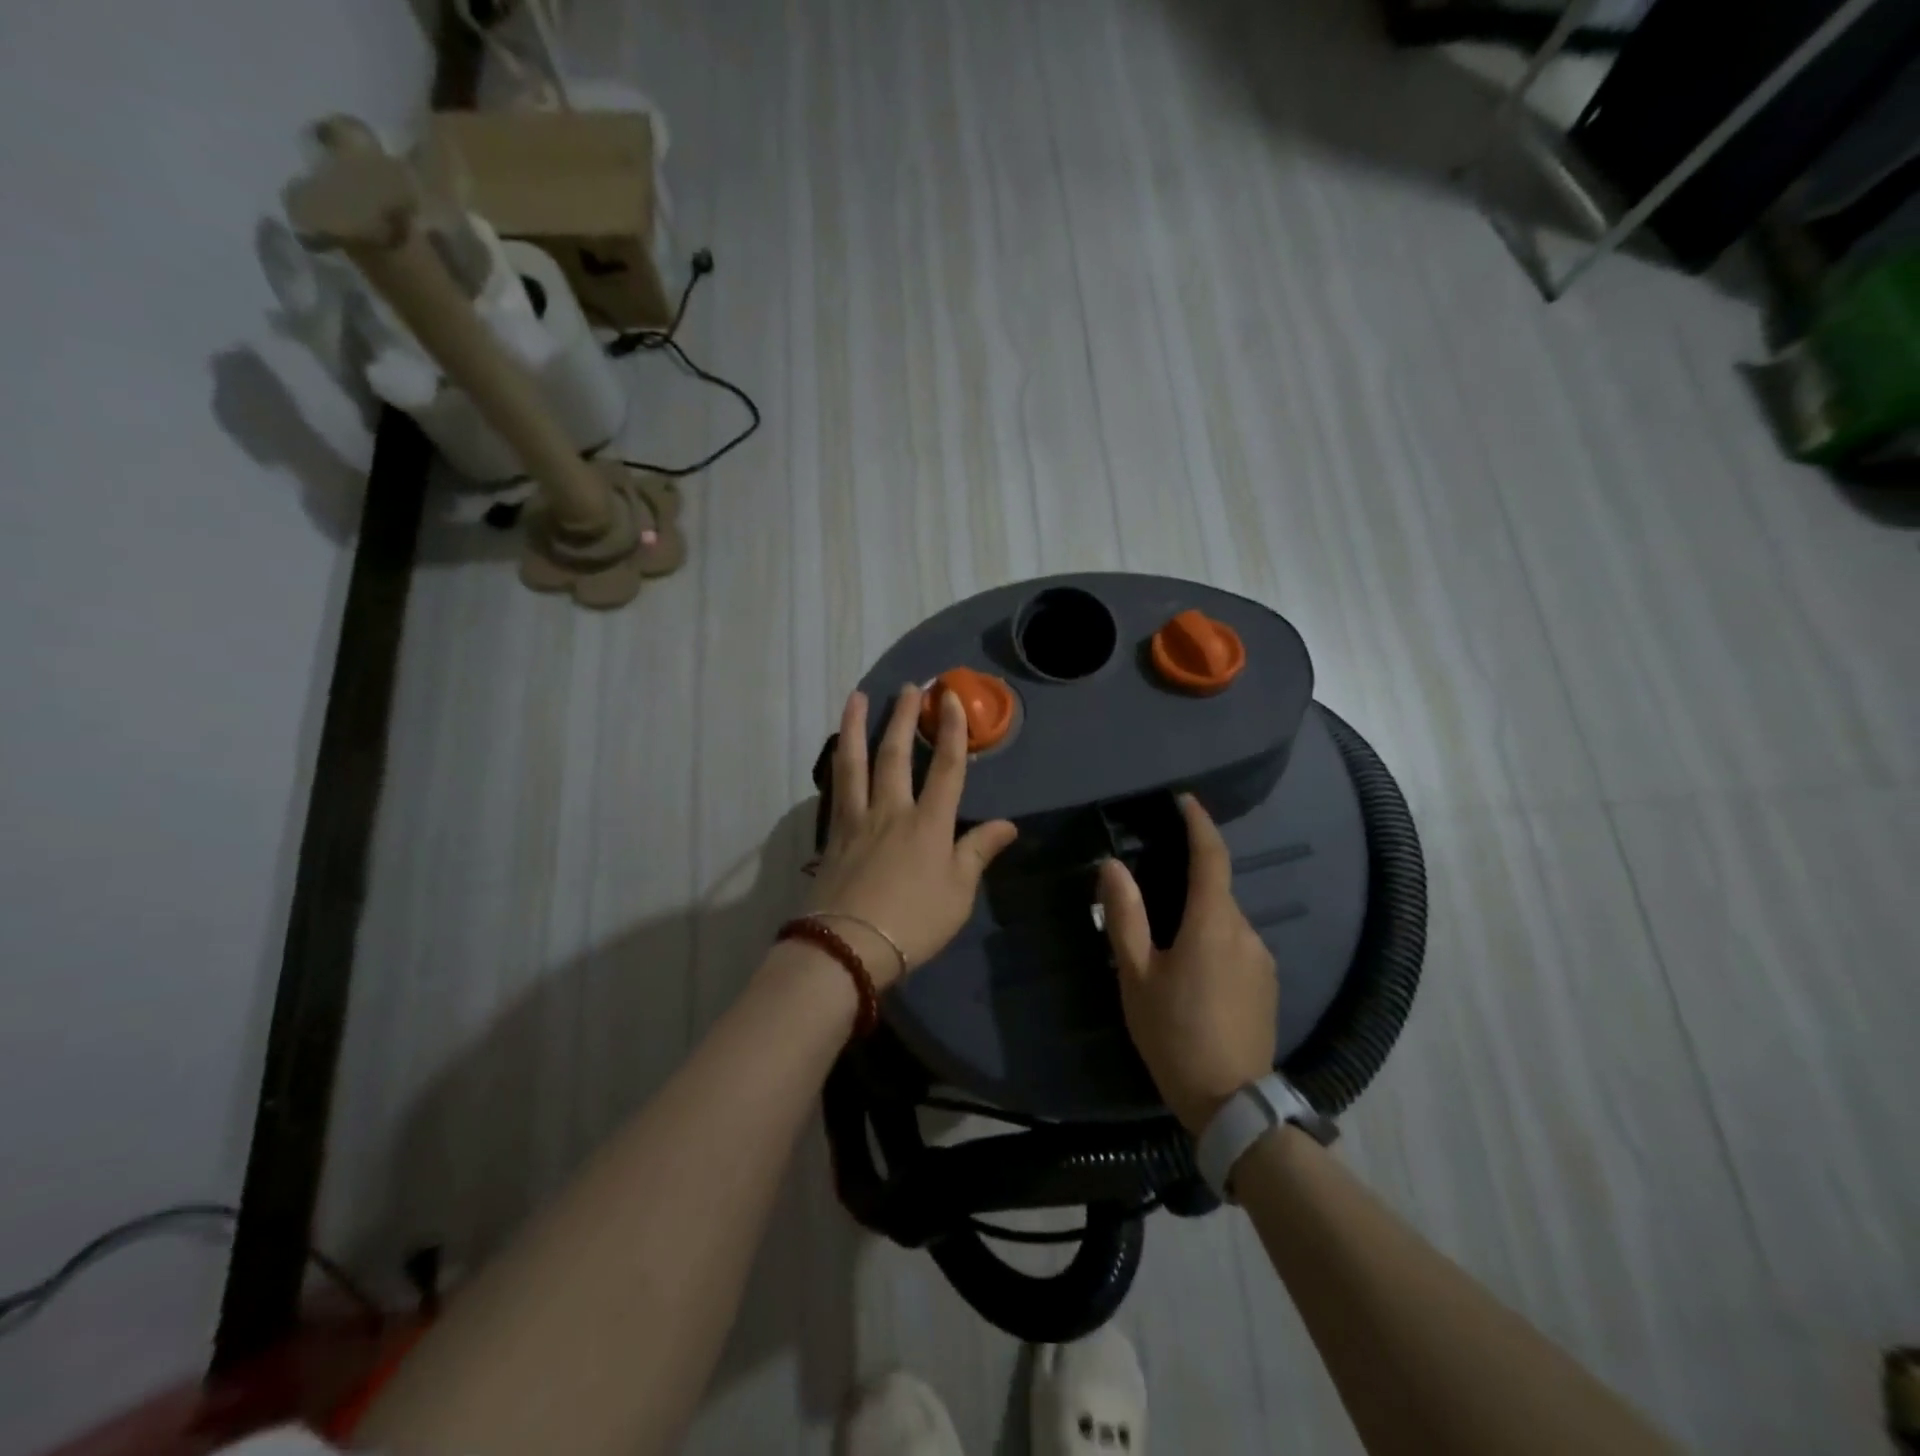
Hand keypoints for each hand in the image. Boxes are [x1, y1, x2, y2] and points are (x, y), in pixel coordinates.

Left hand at [808, 685, 1018, 988]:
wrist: (849, 946)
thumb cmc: (914, 922)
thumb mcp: (958, 893)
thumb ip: (978, 852)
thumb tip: (1008, 825)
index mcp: (929, 824)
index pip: (948, 767)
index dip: (953, 730)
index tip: (951, 698)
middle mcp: (892, 811)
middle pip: (897, 754)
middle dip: (905, 717)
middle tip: (910, 687)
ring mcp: (858, 820)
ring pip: (856, 762)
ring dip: (858, 726)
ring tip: (857, 697)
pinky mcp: (833, 834)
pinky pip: (837, 788)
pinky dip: (839, 763)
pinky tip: (838, 751)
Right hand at [1097, 794, 1276, 1133]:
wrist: (1231, 1102)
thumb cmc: (1173, 1033)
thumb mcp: (1136, 975)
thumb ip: (1124, 916)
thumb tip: (1113, 866)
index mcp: (1212, 923)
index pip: (1211, 856)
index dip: (1199, 823)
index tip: (1184, 800)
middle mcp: (1245, 930)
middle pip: (1216, 888)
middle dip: (1189, 877)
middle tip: (1151, 888)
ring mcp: (1262, 957)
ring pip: (1225, 919)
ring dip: (1199, 916)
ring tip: (1166, 943)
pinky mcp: (1268, 982)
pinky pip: (1237, 944)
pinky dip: (1214, 939)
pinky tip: (1192, 972)